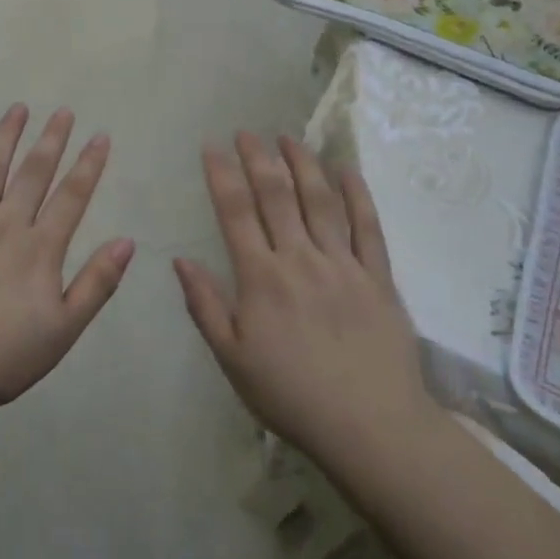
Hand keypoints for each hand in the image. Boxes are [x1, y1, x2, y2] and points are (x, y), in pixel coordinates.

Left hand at [0, 104, 134, 419]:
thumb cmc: (3, 358)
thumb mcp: (63, 330)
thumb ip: (97, 283)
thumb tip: (127, 241)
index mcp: (39, 249)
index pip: (71, 196)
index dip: (89, 164)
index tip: (100, 135)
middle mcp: (5, 224)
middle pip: (33, 173)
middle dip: (51, 139)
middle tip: (63, 111)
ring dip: (7, 136)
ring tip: (19, 108)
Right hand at [176, 134, 440, 465]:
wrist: (370, 427)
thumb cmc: (291, 395)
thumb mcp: (232, 359)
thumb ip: (205, 305)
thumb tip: (180, 260)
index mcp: (260, 278)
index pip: (235, 212)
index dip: (222, 174)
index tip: (211, 146)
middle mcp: (300, 259)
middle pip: (276, 195)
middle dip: (258, 158)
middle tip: (246, 131)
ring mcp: (343, 264)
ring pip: (321, 201)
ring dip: (303, 164)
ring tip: (288, 138)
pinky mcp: (378, 277)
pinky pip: (368, 227)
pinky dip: (357, 194)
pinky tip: (346, 170)